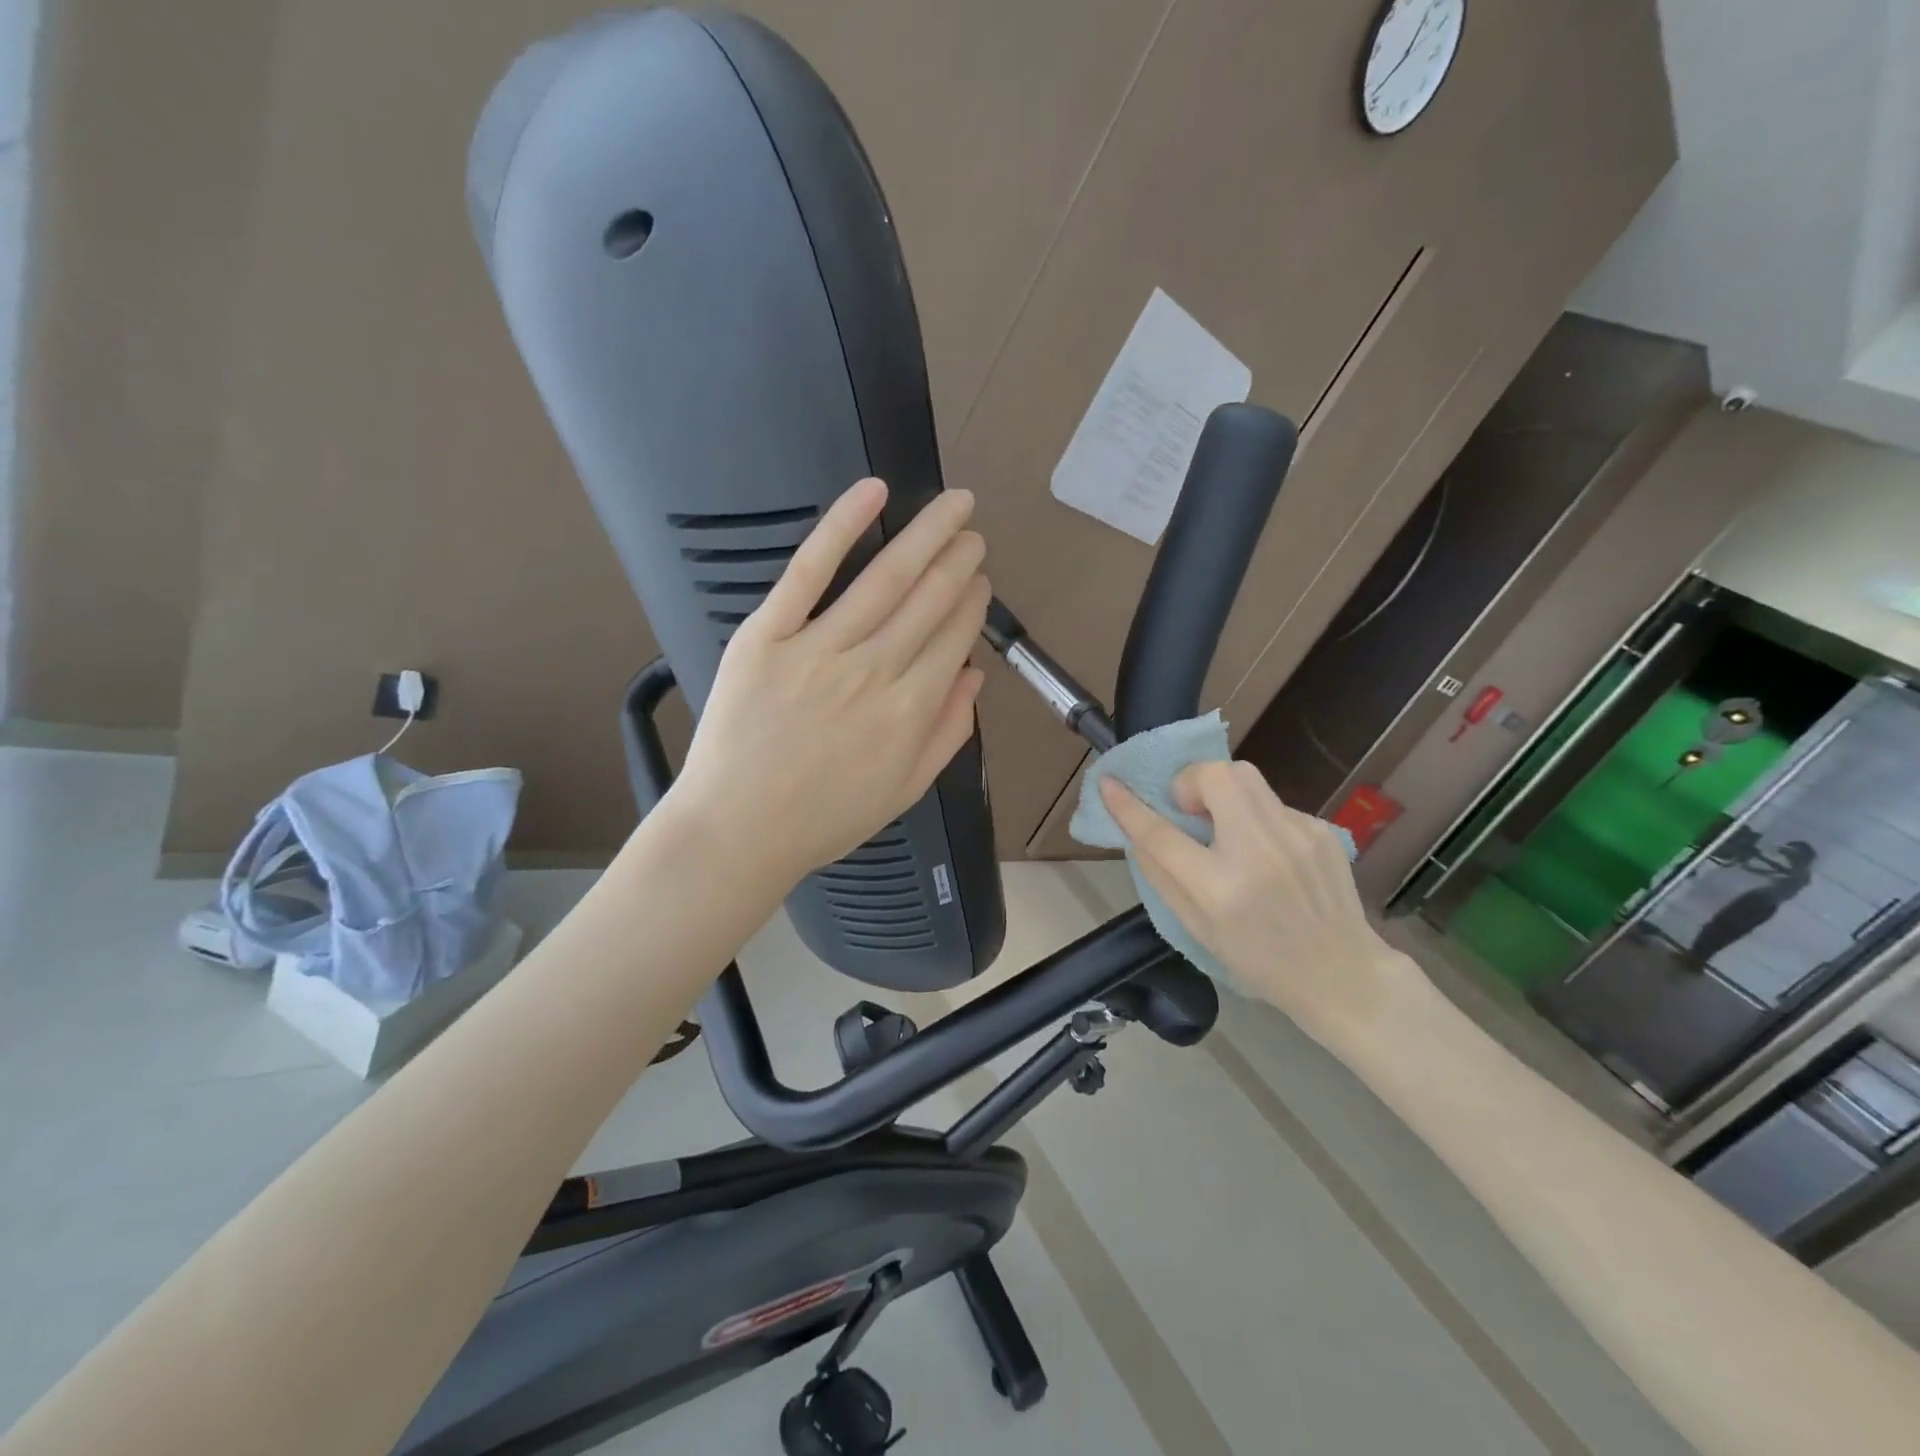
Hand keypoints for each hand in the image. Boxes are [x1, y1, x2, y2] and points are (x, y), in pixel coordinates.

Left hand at [669, 477, 988, 889]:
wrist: (737, 831)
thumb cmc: (823, 819)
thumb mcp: (903, 791)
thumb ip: (947, 733)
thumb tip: (975, 675)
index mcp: (910, 712)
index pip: (954, 637)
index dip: (973, 602)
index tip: (980, 579)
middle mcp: (874, 672)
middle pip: (929, 600)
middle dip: (959, 560)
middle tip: (972, 532)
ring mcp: (818, 650)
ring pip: (885, 579)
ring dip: (926, 535)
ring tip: (952, 506)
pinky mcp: (767, 637)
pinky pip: (808, 573)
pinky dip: (841, 528)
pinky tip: (872, 493)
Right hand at [1099, 762, 1419, 1044]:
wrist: (1340, 974)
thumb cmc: (1258, 960)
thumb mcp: (1196, 929)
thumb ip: (1162, 875)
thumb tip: (1138, 830)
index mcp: (1218, 888)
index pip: (1160, 833)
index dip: (1128, 806)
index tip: (1109, 784)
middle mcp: (1258, 852)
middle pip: (1214, 775)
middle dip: (1190, 780)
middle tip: (1189, 811)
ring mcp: (1295, 836)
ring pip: (1246, 776)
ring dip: (1221, 792)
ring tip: (1225, 826)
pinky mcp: (1320, 829)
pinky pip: (1272, 803)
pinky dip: (1256, 817)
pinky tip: (1267, 852)